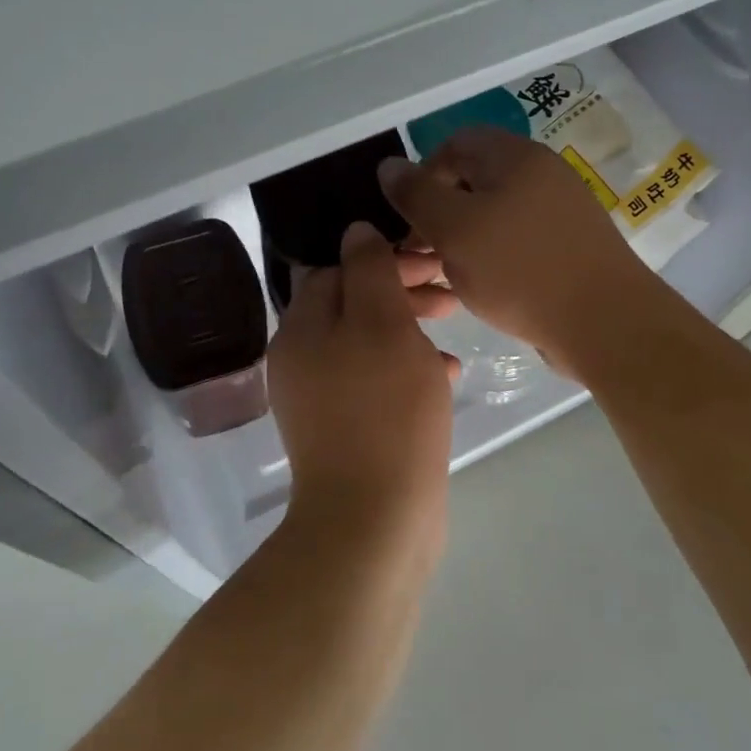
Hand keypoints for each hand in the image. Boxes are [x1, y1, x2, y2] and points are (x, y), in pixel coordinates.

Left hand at [268, 222, 456, 540]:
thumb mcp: (382, 324)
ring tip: (450, 328)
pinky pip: (376, 381)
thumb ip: (369, 270)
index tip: (431, 261)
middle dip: (400, 291)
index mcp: (300, 328)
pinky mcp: (346, 429)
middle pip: (352, 304)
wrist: (373, 520)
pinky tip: (446, 375)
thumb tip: (356, 231)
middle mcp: (302, 359)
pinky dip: (408, 369)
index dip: (384, 258)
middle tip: (448, 293)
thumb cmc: (383, 410)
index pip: (337, 269)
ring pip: (368, 342)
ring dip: (409, 328)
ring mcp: (321, 398)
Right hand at [377, 127, 660, 377]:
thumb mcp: (454, 229)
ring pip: (495, 211)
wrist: (605, 323)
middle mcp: (542, 173)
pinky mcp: (570, 244)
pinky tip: (483, 287)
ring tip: (447, 274)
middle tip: (422, 252)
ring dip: (463, 237)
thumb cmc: (520, 270)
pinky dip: (493, 254)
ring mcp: (561, 209)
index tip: (409, 218)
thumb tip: (388, 165)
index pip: (455, 143)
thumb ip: (415, 194)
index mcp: (515, 157)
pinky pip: (518, 237)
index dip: (423, 175)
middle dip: (440, 211)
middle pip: (475, 177)